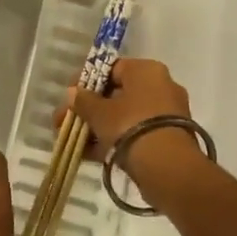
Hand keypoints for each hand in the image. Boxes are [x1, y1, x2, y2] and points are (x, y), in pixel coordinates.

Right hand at [59, 58, 205, 193]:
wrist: (167, 166)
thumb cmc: (129, 125)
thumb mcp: (99, 112)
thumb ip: (83, 101)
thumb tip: (73, 93)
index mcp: (146, 70)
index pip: (111, 69)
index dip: (86, 81)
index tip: (69, 96)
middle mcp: (161, 86)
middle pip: (117, 95)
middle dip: (90, 109)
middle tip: (68, 121)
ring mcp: (167, 114)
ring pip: (124, 117)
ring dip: (98, 128)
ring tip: (75, 142)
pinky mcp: (168, 138)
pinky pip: (135, 133)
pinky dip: (114, 141)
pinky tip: (90, 154)